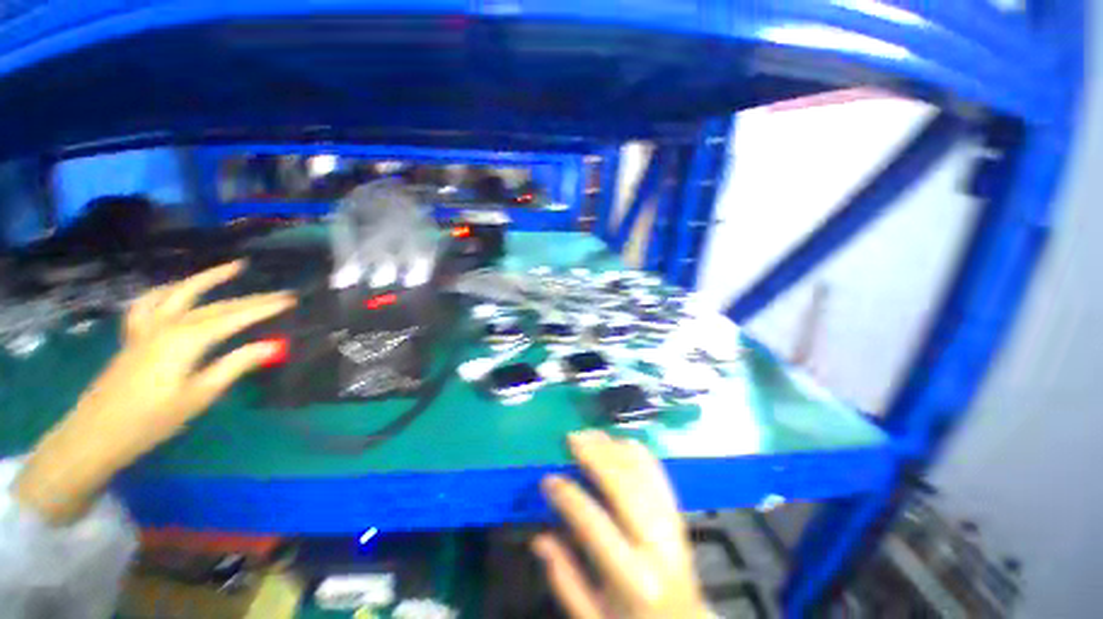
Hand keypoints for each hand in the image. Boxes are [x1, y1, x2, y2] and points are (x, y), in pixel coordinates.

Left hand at [13, 262, 295, 523]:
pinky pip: (149, 302)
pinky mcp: (134, 336)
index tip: (290, 299)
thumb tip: (274, 344)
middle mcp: (167, 325)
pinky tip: (175, 289)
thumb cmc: (153, 419)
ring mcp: (146, 327)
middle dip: (250, 298)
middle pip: (215, 305)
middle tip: (278, 292)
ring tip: (231, 268)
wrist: (97, 434)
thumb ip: (235, 365)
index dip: (263, 308)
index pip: (234, 318)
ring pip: (179, 293)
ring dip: (207, 279)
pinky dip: (167, 291)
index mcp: (186, 340)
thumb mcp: (200, 395)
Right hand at [534, 431, 709, 618]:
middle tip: (572, 437)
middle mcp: (657, 546)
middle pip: (624, 487)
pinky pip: (659, 474)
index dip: (568, 497)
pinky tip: (621, 441)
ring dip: (615, 448)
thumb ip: (565, 579)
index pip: (594, 525)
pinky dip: (639, 454)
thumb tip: (538, 538)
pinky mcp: (678, 514)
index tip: (547, 479)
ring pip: (643, 474)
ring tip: (591, 434)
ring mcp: (672, 525)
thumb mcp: (593, 618)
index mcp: (633, 578)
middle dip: (596, 456)